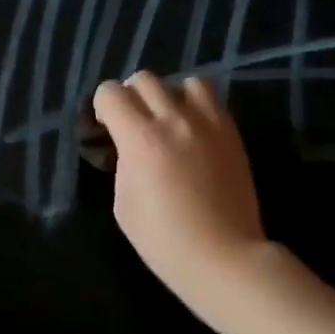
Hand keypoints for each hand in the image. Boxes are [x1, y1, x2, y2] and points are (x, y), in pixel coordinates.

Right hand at [92, 72, 267, 328]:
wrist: (222, 255)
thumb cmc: (163, 240)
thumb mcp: (124, 204)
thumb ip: (124, 164)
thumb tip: (130, 148)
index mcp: (140, 139)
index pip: (111, 93)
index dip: (102, 107)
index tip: (106, 127)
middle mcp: (174, 120)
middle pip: (145, 79)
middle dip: (131, 96)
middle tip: (133, 123)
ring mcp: (208, 123)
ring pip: (185, 81)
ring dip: (171, 95)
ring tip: (170, 122)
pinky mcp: (232, 133)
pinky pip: (212, 101)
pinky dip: (197, 107)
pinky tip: (194, 134)